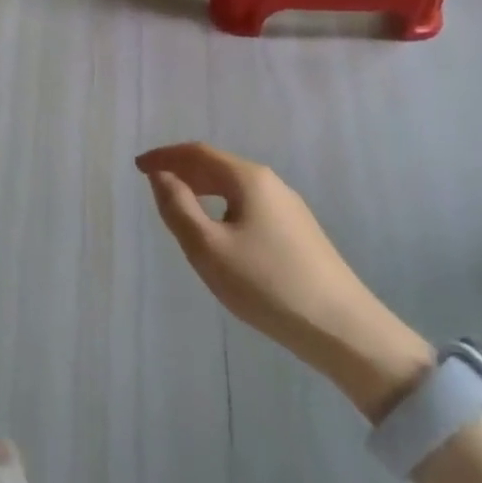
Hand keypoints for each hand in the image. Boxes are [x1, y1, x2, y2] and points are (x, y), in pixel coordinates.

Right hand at [136, 142, 431, 418]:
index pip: (198, 153)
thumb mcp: (208, 248)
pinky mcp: (299, 234)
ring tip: (179, 205)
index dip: (165, 156)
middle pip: (218, 166)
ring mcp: (290, 209)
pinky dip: (222, 206)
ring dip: (203, 189)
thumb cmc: (267, 284)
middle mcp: (272, 184)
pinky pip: (249, 206)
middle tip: (153, 184)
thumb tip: (161, 176)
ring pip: (235, 188)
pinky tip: (218, 232)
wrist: (343, 329)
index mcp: (249, 179)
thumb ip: (178, 207)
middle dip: (183, 170)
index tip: (137, 166)